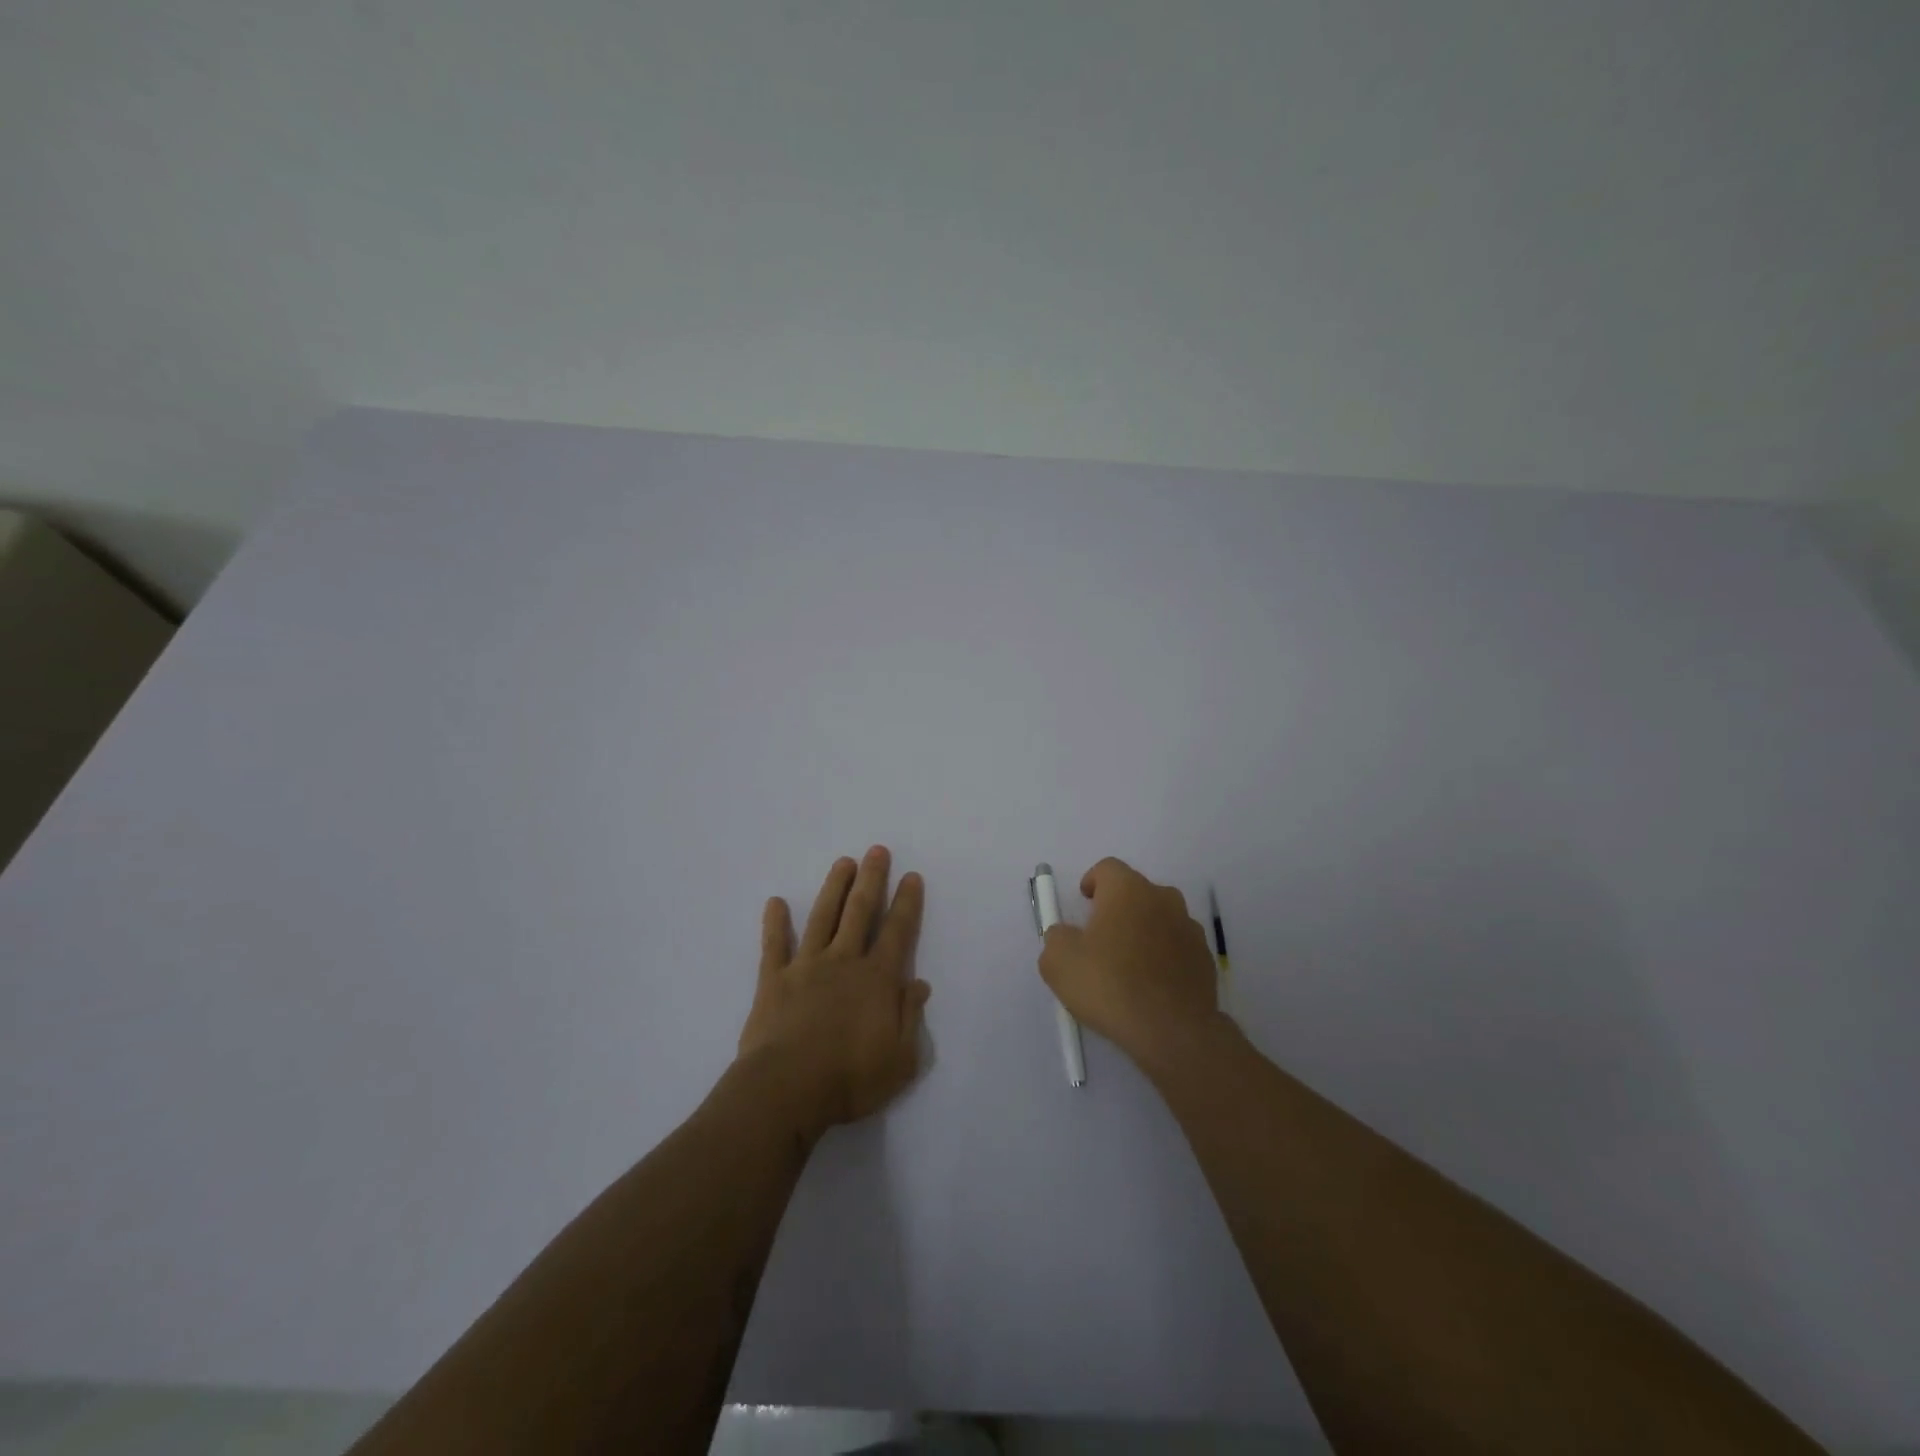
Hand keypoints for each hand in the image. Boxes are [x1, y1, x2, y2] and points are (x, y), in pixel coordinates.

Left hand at [738, 846, 930, 1140]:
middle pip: (860, 912)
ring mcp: (806, 966)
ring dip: (834, 888)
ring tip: (843, 862)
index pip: (898, 932)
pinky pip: (774, 945)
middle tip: (877, 850)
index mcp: (877, 979)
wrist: (786, 1090)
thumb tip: (919, 984)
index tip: (911, 876)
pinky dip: (774, 923)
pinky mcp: (773, 980)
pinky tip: (775, 902)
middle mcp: (844, 962)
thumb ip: (910, 1017)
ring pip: (822, 917)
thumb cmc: (850, 1080)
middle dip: (871, 879)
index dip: (906, 903)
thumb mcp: (901, 1059)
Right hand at [1038, 857, 1221, 1072]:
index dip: (1092, 882)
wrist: (1172, 1031)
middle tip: (1101, 937)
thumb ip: (1056, 938)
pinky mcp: (1205, 958)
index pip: (1107, 868)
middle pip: (1136, 891)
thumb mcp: (1059, 962)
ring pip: (1160, 918)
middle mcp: (1163, 899)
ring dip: (1143, 931)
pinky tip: (1151, 985)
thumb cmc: (1110, 986)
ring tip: (1128, 965)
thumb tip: (1066, 935)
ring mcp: (1189, 928)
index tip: (1084, 904)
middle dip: (1118, 907)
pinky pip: (1177, 947)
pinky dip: (1164, 957)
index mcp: (1127, 890)